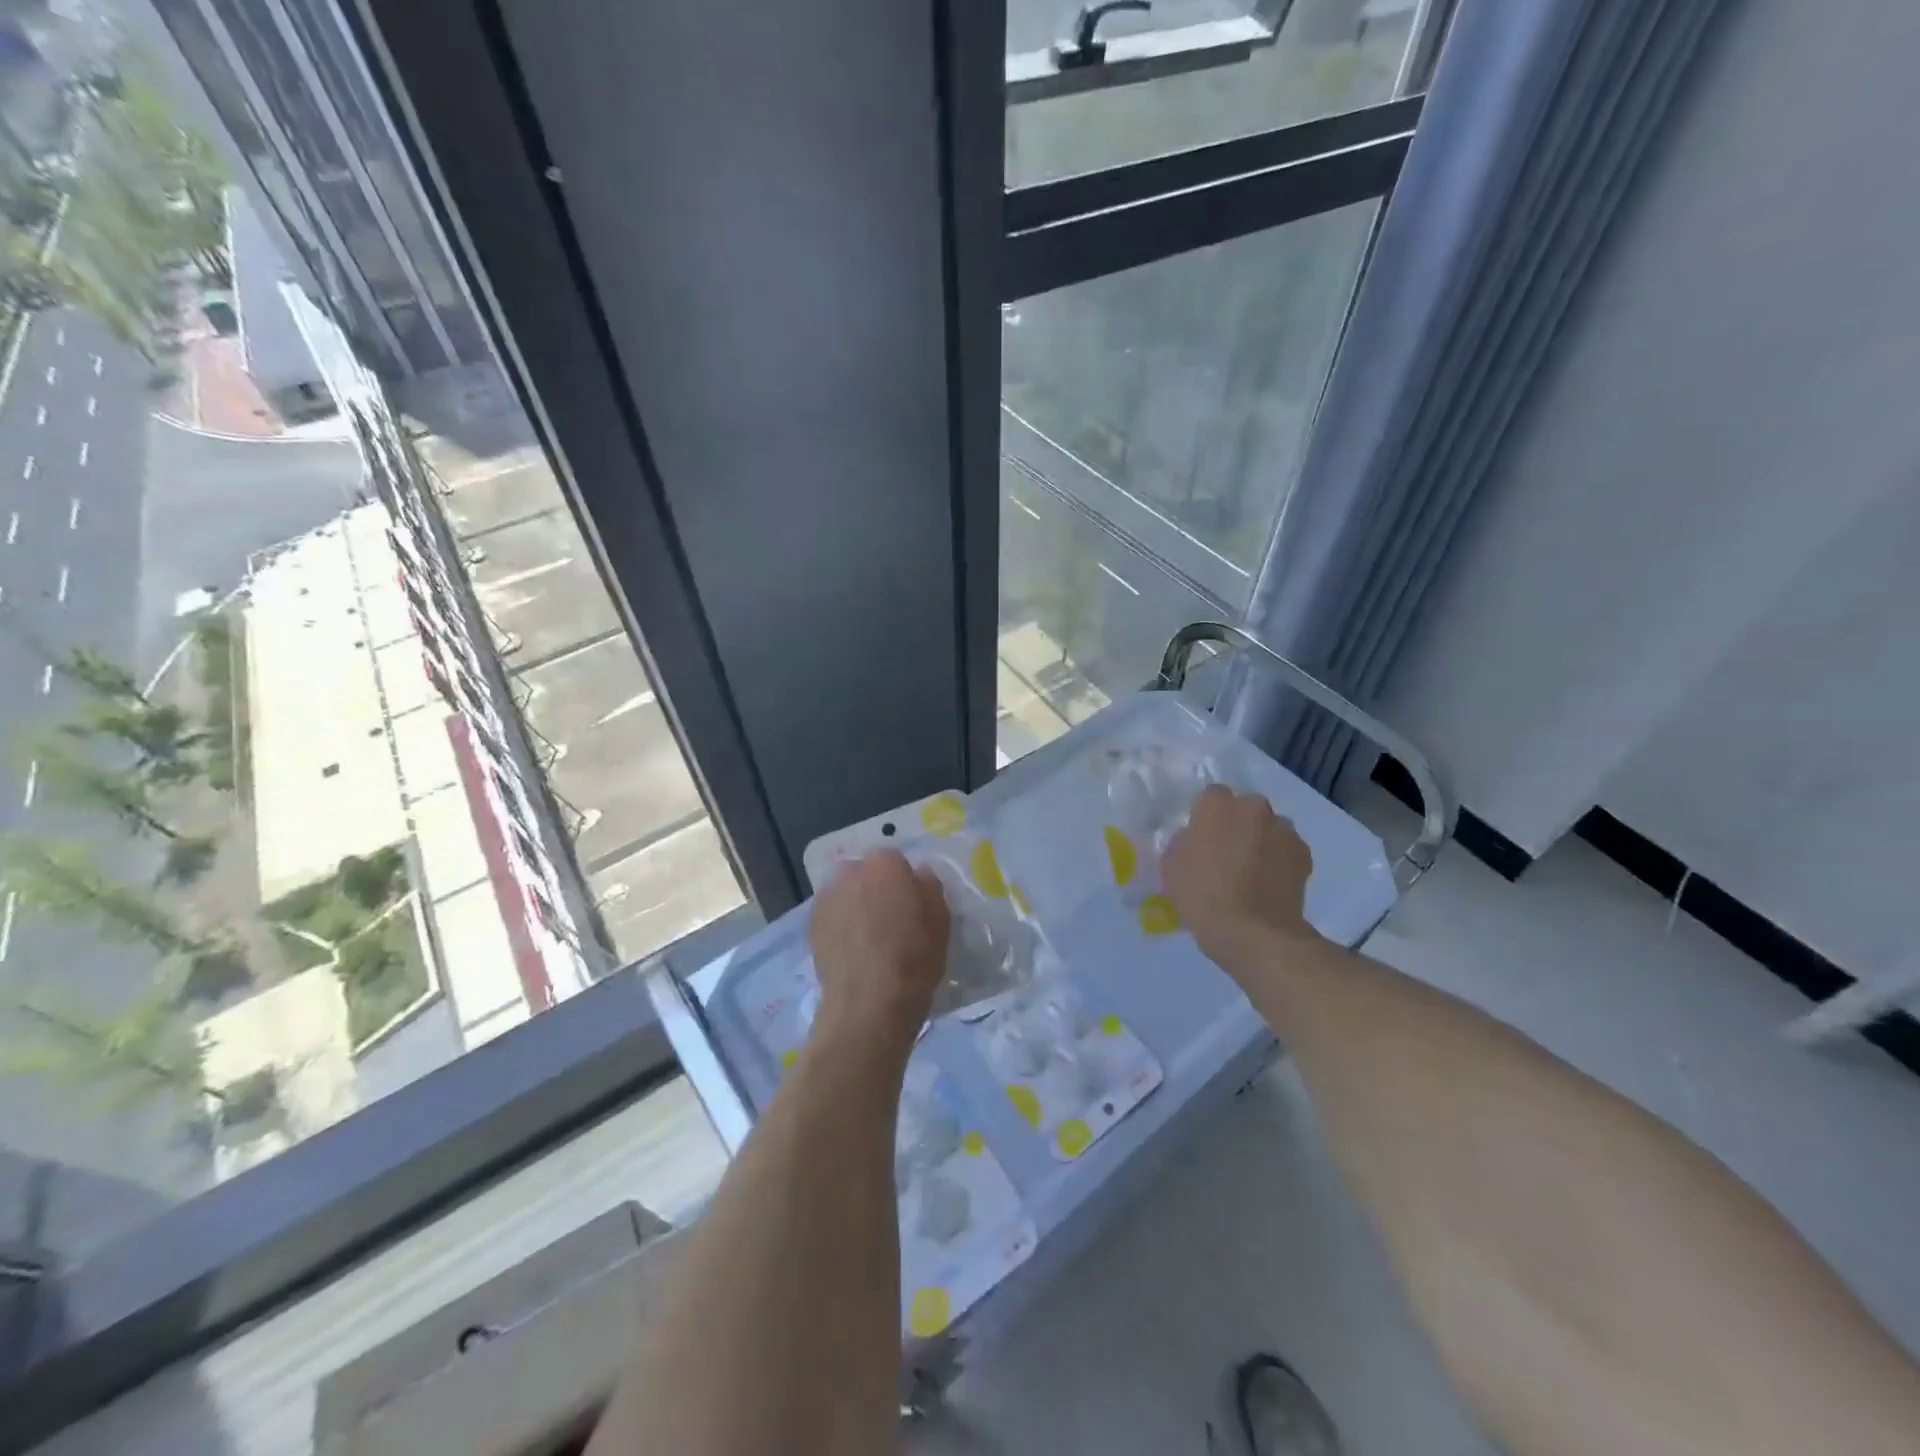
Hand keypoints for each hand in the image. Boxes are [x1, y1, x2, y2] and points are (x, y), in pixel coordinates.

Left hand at [807, 850, 949, 1054]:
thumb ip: (929, 886)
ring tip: (866, 937)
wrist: (869, 1003)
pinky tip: (850, 950)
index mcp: (884, 864)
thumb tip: (918, 874)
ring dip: (854, 905)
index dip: (903, 882)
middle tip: (888, 919)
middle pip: (864, 873)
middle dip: (874, 888)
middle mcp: (850, 872)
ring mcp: (826, 897)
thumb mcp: (941, 919)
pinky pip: (830, 915)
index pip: (894, 860)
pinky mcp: (810, 924)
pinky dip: (838, 925)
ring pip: (845, 893)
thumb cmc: (914, 957)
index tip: (910, 904)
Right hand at [1162, 786, 1317, 969]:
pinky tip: (1270, 884)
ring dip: (1261, 840)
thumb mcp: (1171, 865)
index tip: (1201, 838)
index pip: (1210, 796)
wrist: (1253, 932)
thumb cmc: (1203, 895)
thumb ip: (1185, 841)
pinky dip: (1280, 860)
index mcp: (1217, 804)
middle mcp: (1254, 807)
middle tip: (1226, 854)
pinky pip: (1287, 850)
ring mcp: (1283, 830)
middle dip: (1237, 824)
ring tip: (1252, 872)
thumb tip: (1196, 839)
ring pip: (1269, 828)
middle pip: (1244, 808)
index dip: (1206, 816)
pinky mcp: (1304, 854)